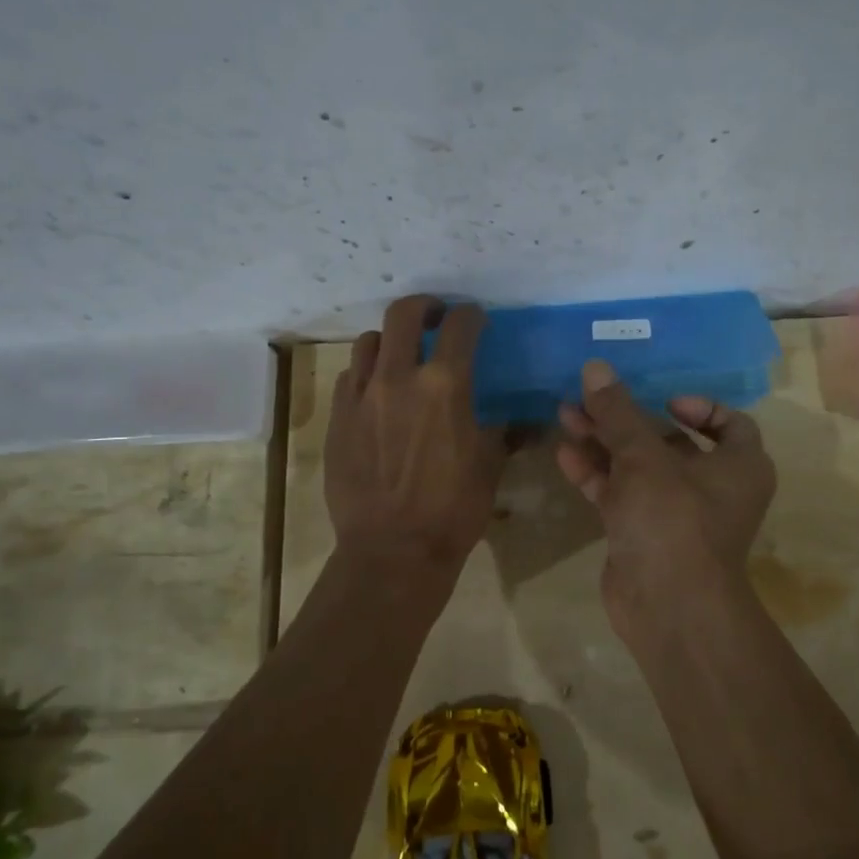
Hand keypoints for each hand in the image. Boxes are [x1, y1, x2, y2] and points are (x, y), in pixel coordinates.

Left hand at [325, 296, 505, 589]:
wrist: (392, 551)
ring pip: (369, 342)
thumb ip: (502, 431)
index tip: (476, 320)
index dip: (472, 315)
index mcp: (445, 385)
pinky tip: (377, 395)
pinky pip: (350, 378)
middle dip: (424, 307)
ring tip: (401, 357)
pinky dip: (367, 374)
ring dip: (390, 341)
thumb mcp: (490, 466)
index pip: (460, 325)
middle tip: (435, 319)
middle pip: (403, 314)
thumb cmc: (452, 510)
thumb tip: (522, 421)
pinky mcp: (337, 418)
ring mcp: (361, 396)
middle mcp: (399, 378)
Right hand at [555, 359, 775, 623]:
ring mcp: (675, 512)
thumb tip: (596, 367)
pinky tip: (565, 453)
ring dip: (604, 441)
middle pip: (669, 441)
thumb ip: (617, 413)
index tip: (663, 400)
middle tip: (588, 396)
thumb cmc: (673, 519)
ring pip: (638, 466)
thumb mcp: (644, 458)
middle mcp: (712, 487)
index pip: (730, 424)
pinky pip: (621, 493)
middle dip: (627, 418)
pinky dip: (597, 474)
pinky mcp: (643, 533)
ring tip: (565, 413)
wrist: (668, 607)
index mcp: (738, 466)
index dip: (699, 406)